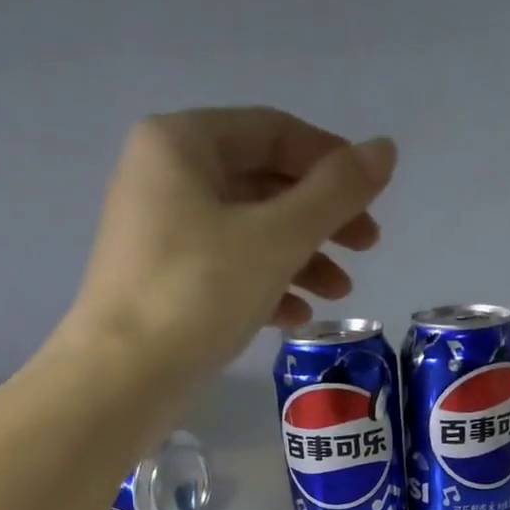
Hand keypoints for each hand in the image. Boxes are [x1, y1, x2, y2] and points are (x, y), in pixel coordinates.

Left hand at [65, 107, 396, 386]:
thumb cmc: (198, 294)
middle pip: (263, 183)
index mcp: (182, 144)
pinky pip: (227, 270)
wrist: (124, 378)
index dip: (331, 162)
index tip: (373, 201)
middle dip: (320, 218)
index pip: (274, 132)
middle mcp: (166, 177)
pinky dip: (267, 286)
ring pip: (249, 232)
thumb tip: (384, 149)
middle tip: (367, 249)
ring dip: (301, 258)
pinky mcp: (164, 283)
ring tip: (340, 294)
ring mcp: (161, 233)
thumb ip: (335, 193)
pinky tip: (297, 318)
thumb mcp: (276, 239)